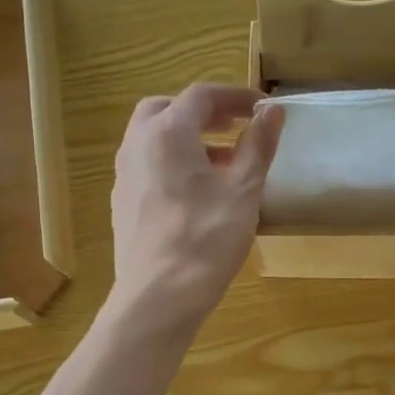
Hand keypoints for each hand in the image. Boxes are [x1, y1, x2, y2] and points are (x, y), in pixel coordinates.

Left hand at [109, 84, 283, 335]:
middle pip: (169, 110)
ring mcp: (124, 177)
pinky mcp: (123, 206)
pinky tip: (196, 195)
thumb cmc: (205, 240)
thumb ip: (258, 146)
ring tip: (223, 164)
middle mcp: (137, 145)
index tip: (262, 110)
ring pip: (154, 140)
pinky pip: (148, 169)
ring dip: (188, 141)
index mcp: (166, 132)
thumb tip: (272, 111)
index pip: (202, 96)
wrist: (158, 298)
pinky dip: (172, 166)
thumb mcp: (243, 192)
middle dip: (204, 114)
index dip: (236, 97)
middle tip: (235, 128)